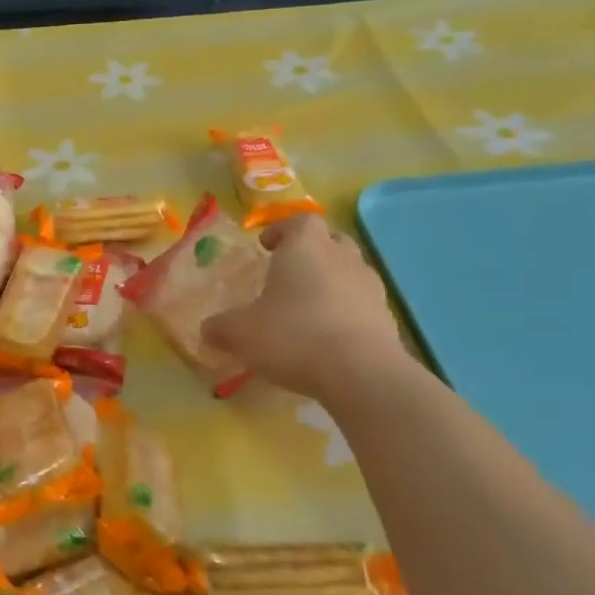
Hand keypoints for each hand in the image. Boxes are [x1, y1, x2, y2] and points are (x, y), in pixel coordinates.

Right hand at [202, 216, 408, 407]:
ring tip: (309, 306)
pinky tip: (330, 336)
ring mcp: (369, 286)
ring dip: (331, 280)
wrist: (362, 373)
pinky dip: (347, 310)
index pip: (299, 221)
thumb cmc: (294, 336)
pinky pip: (362, 303)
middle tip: (289, 272)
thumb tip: (207, 329)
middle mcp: (341, 257)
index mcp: (305, 246)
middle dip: (311, 251)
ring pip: (349, 270)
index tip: (266, 247)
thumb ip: (220, 327)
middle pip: (330, 240)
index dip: (282, 230)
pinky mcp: (387, 317)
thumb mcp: (241, 333)